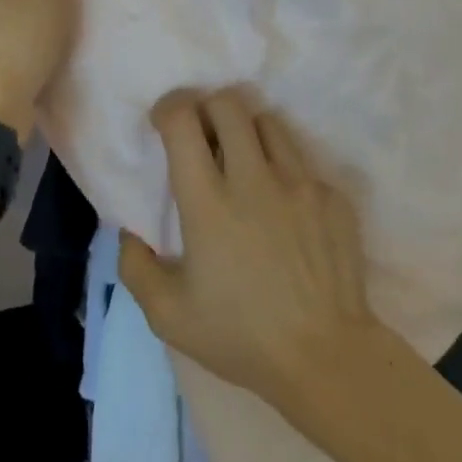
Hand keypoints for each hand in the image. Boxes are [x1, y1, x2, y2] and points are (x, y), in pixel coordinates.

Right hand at [117, 87, 379, 406]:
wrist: (326, 358)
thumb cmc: (241, 337)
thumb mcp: (169, 317)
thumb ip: (136, 268)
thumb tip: (129, 233)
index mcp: (209, 203)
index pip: (183, 121)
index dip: (169, 108)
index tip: (165, 122)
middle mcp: (254, 179)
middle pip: (228, 104)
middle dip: (208, 109)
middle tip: (204, 136)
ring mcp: (299, 183)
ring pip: (268, 122)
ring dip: (248, 132)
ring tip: (244, 163)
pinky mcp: (332, 195)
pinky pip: (302, 163)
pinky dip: (284, 171)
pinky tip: (284, 208)